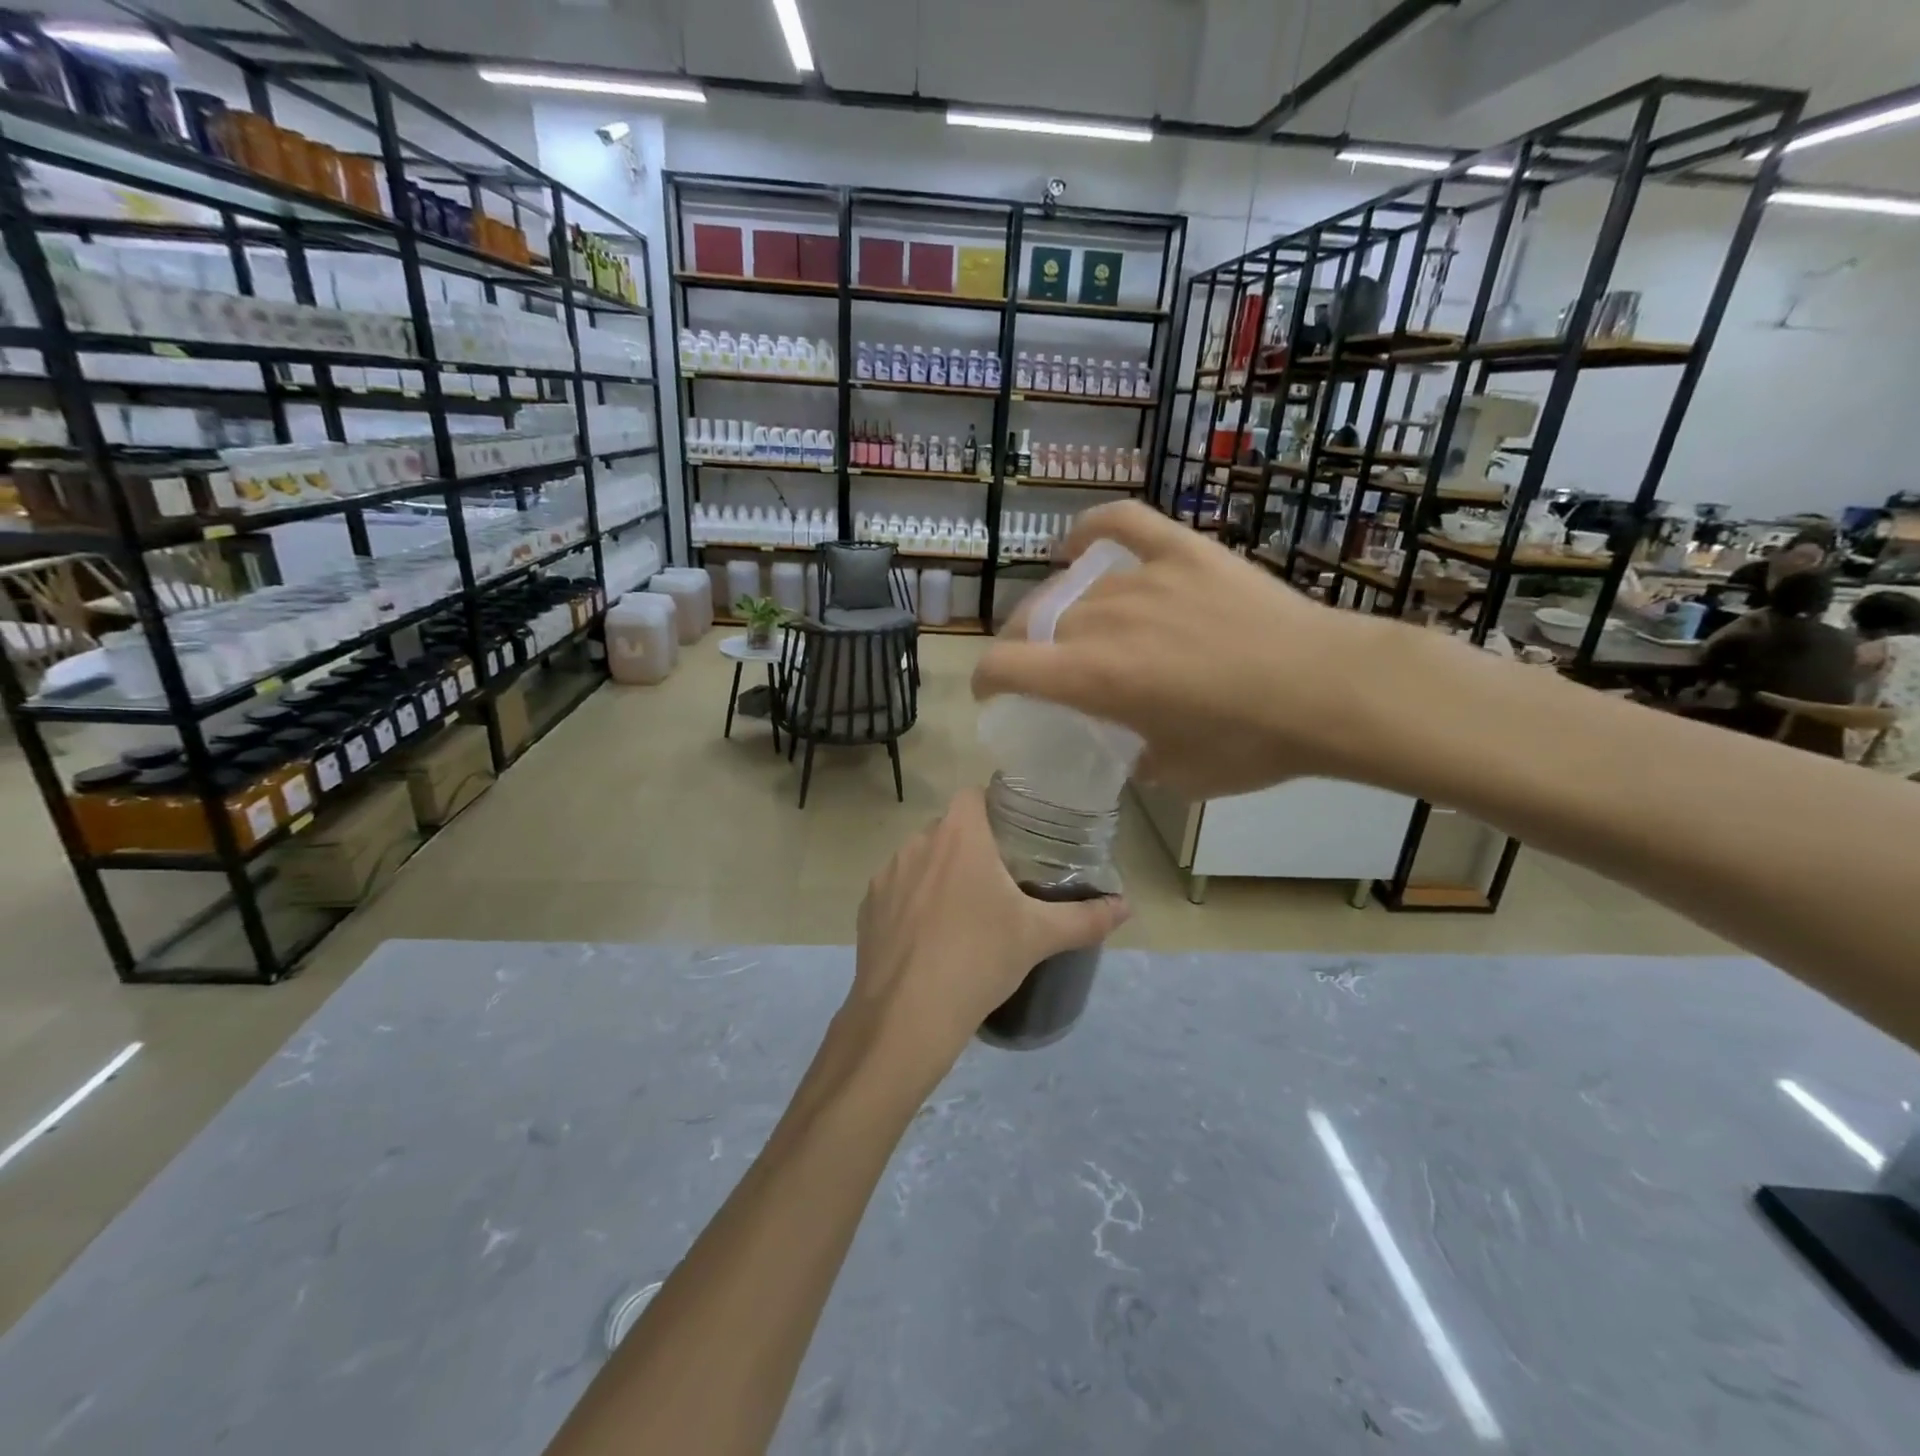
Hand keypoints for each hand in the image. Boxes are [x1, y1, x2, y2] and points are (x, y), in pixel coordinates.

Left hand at [841, 788, 1127, 1091]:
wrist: (907, 1016)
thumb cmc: (978, 959)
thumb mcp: (1039, 937)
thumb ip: (1086, 918)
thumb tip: (1126, 907)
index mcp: (959, 835)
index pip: (975, 794)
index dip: (995, 807)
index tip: (1016, 835)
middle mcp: (917, 842)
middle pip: (949, 829)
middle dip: (972, 846)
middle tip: (1000, 880)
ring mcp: (886, 875)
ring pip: (921, 859)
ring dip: (940, 874)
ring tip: (964, 911)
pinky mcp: (867, 907)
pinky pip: (897, 890)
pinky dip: (913, 902)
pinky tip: (930, 937)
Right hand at [971, 501, 1386, 797]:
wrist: (1330, 690)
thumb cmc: (1250, 744)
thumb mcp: (1177, 774)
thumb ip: (1135, 757)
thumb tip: (1131, 747)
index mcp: (1092, 678)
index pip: (1004, 665)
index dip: (985, 680)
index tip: (993, 693)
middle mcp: (1103, 620)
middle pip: (1033, 622)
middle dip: (1023, 648)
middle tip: (1042, 667)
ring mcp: (1144, 579)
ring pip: (1074, 589)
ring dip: (1061, 611)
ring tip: (1075, 625)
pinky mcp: (1183, 552)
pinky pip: (1122, 524)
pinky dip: (1092, 530)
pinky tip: (1081, 546)